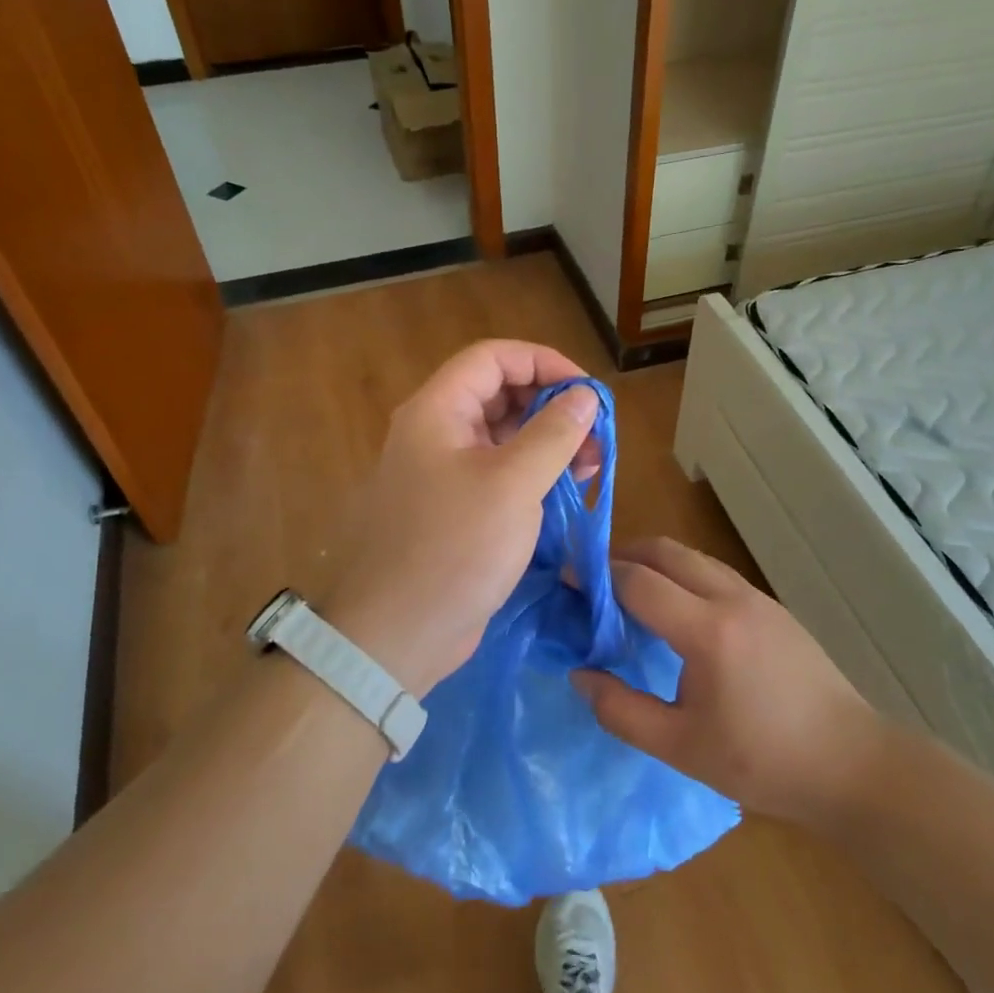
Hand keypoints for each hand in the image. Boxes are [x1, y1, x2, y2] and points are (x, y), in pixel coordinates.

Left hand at [320, 341, 602, 696]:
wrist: (396, 634)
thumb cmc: (454, 548)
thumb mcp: (513, 485)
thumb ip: (553, 433)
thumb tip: (585, 396)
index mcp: (437, 411)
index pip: (493, 358)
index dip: (543, 362)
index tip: (588, 390)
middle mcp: (437, 432)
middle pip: (500, 394)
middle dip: (552, 406)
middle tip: (597, 433)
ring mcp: (444, 473)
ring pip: (503, 436)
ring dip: (549, 441)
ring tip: (592, 463)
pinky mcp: (455, 509)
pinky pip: (498, 473)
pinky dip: (534, 473)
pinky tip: (567, 488)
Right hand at [574, 538, 881, 823]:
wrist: (850, 763)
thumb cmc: (762, 761)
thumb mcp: (681, 748)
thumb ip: (621, 711)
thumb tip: (580, 675)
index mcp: (706, 631)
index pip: (637, 581)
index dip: (597, 578)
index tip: (568, 584)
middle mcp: (730, 598)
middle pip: (665, 551)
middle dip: (623, 555)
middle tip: (593, 581)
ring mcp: (755, 597)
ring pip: (692, 557)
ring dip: (654, 561)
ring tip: (627, 592)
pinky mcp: (771, 606)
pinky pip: (714, 572)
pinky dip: (682, 574)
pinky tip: (675, 610)